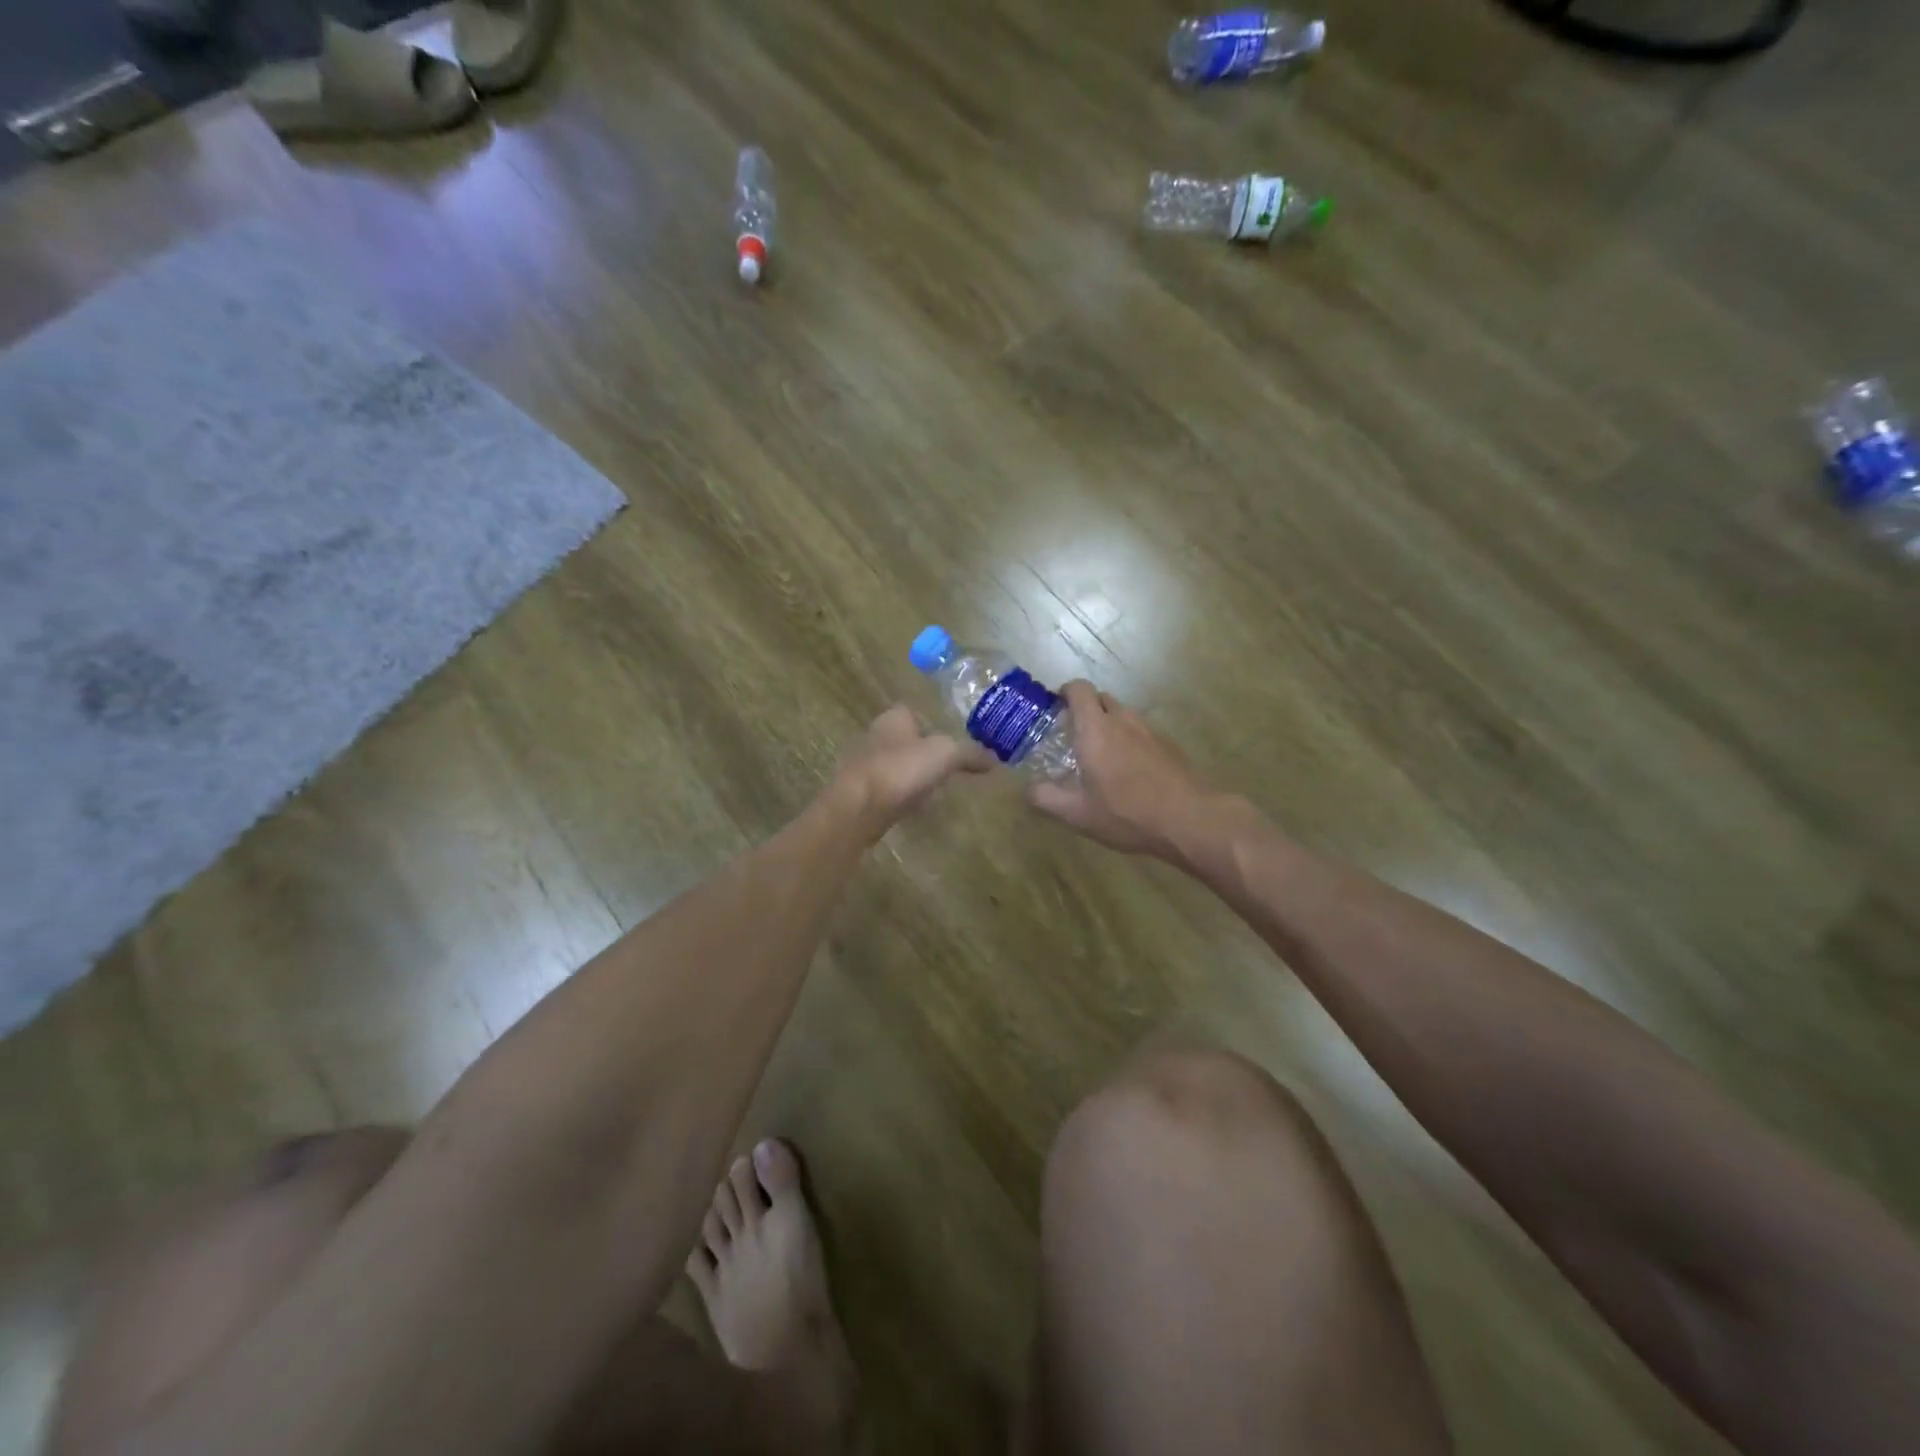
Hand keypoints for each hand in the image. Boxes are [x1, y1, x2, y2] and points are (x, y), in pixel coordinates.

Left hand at [831, 704, 992, 839]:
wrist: (857, 808)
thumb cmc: (900, 770)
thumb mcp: (946, 755)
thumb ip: (971, 754)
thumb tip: (995, 759)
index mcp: (893, 718)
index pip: (913, 711)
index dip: (931, 723)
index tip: (949, 740)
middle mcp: (874, 735)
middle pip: (902, 738)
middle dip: (920, 751)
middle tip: (944, 766)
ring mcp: (861, 764)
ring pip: (892, 764)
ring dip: (908, 774)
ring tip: (931, 789)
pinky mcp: (856, 792)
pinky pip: (884, 788)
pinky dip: (897, 794)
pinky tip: (911, 807)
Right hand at [1027, 682, 1216, 861]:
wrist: (1189, 819)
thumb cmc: (1126, 813)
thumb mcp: (1077, 814)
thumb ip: (1045, 798)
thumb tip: (1028, 788)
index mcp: (1095, 729)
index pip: (1078, 689)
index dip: (1064, 692)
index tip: (1054, 709)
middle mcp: (1122, 720)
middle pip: (1101, 698)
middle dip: (1085, 710)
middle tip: (1073, 736)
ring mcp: (1149, 730)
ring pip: (1123, 714)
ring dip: (1109, 725)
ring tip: (1101, 756)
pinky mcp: (1169, 744)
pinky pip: (1141, 731)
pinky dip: (1130, 740)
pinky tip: (1130, 771)